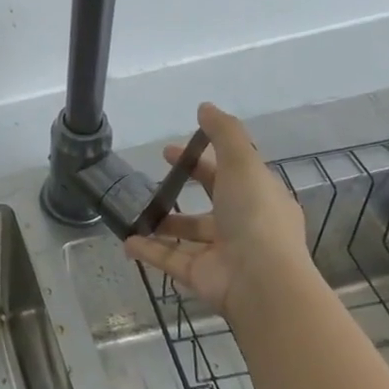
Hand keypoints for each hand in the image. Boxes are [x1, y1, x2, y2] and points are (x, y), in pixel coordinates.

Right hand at [123, 103, 306, 310]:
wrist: (261, 281)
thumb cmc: (255, 215)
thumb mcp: (243, 163)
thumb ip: (224, 133)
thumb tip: (204, 106)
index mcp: (259, 199)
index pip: (229, 174)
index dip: (201, 160)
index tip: (170, 151)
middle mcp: (243, 226)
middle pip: (207, 205)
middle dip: (180, 191)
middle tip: (150, 179)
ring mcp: (221, 254)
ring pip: (187, 236)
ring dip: (161, 225)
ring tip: (134, 212)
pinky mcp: (201, 276)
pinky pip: (170, 260)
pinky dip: (148, 251)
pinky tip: (126, 241)